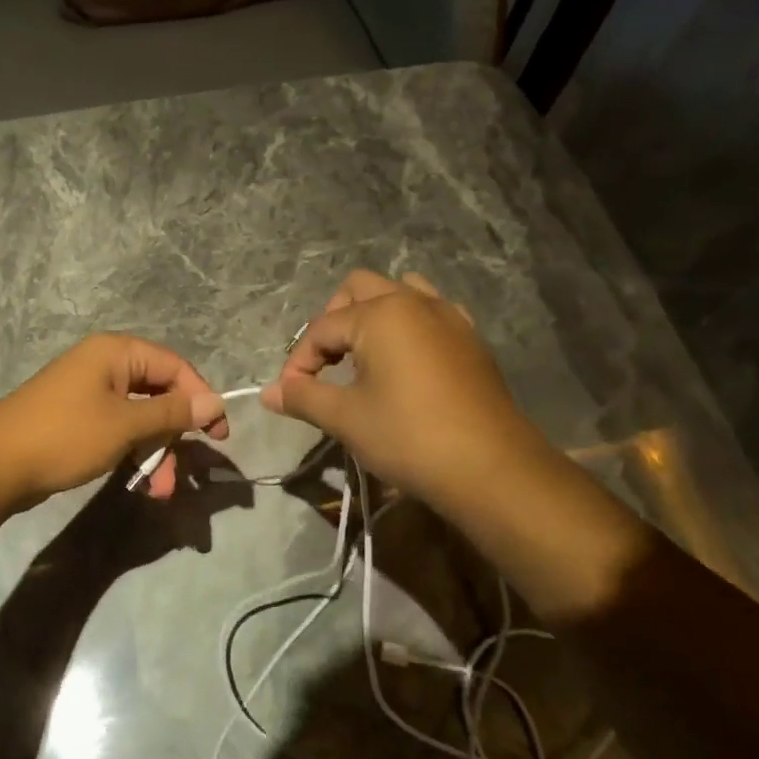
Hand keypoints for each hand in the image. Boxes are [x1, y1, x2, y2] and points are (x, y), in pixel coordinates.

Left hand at [0, 335, 229, 510]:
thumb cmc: (65, 435)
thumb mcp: (125, 425)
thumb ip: (172, 412)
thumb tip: (215, 402)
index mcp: (116, 352)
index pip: (175, 366)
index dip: (200, 398)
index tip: (219, 435)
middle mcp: (103, 364)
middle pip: (158, 393)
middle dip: (174, 435)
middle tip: (184, 473)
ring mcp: (88, 392)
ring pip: (138, 417)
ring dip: (155, 452)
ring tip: (159, 490)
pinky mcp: (77, 419)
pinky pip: (118, 429)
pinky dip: (132, 452)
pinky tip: (140, 483)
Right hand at [261, 270, 555, 517]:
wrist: (491, 469)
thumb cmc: (409, 437)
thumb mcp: (345, 418)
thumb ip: (302, 397)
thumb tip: (267, 393)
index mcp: (379, 315)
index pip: (322, 327)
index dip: (299, 360)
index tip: (291, 395)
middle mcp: (414, 302)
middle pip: (358, 289)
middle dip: (333, 321)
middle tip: (325, 364)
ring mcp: (449, 317)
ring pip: (400, 292)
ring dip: (373, 315)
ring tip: (363, 355)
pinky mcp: (471, 339)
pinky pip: (432, 313)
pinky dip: (409, 326)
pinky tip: (405, 362)